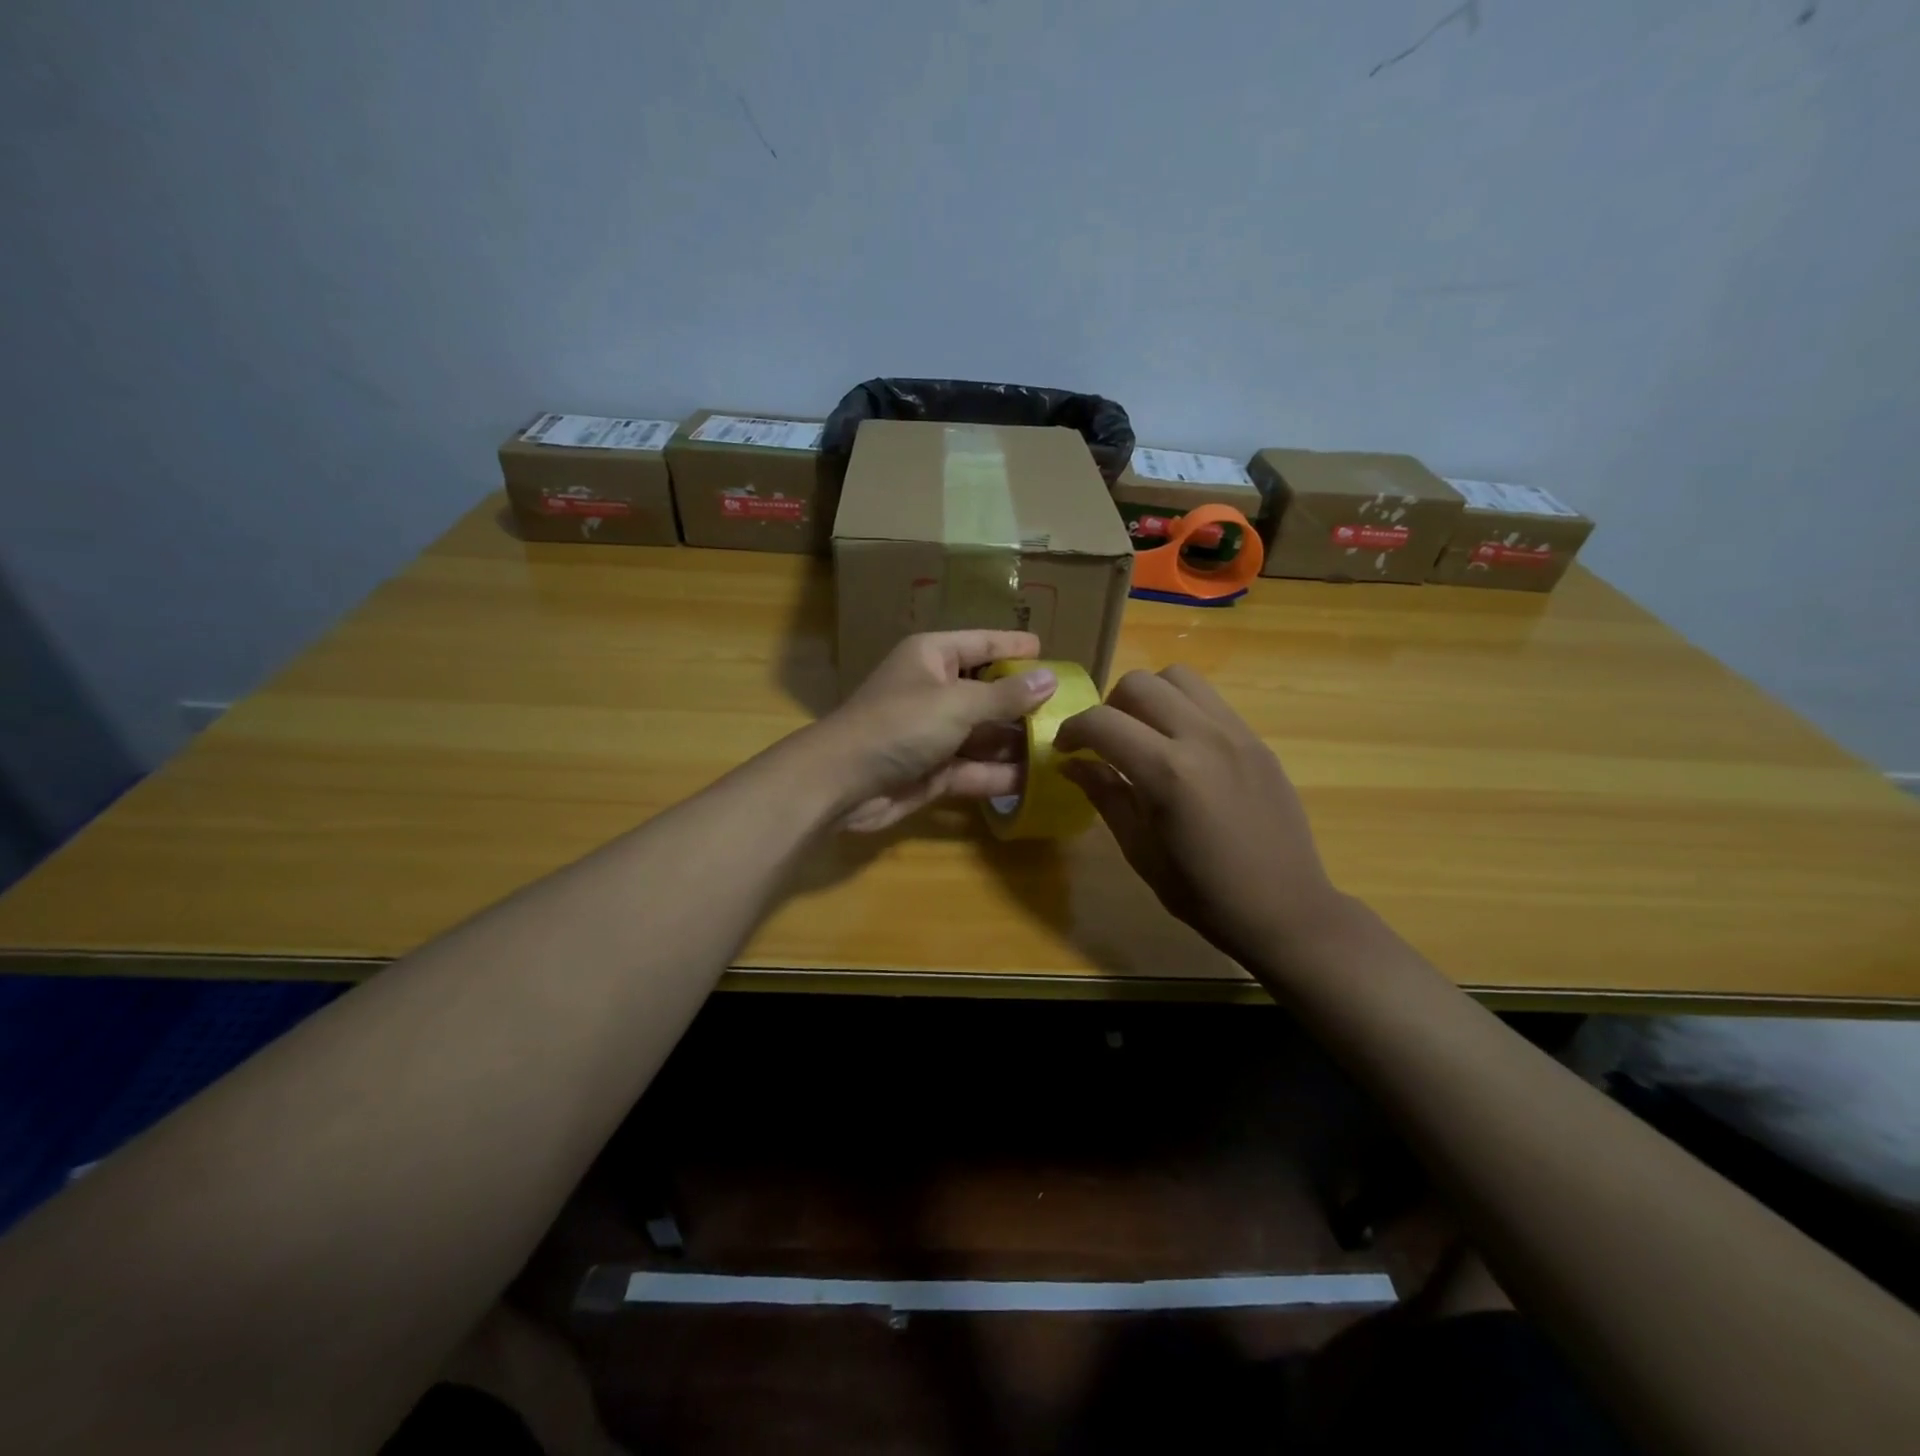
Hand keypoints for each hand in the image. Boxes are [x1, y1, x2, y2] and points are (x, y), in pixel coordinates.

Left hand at [819, 631, 1058, 832]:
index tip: (1051, 652)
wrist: (842, 783)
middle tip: (1072, 710)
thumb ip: (1006, 695)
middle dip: (1026, 703)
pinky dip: (1001, 775)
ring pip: (985, 734)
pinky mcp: (935, 771)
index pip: (983, 644)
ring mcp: (935, 734)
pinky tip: (1039, 781)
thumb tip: (1050, 678)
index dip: (1016, 647)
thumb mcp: (957, 703)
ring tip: (1066, 747)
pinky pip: (976, 768)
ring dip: (1018, 743)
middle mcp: (935, 690)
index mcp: (933, 657)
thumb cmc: (900, 725)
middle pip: (989, 692)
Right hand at [1055, 666, 1351, 964]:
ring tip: (1144, 734)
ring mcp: (1236, 733)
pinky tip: (1180, 747)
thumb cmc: (1203, 892)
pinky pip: (1210, 700)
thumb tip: (1071, 764)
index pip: (1102, 722)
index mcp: (1168, 773)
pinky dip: (1182, 708)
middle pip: (1139, 684)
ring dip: (1149, 697)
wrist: (1285, 909)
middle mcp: (1203, 737)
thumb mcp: (1140, 850)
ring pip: (1178, 678)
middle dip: (1108, 707)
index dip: (1072, 730)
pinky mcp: (1257, 739)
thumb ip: (1105, 795)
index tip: (1064, 749)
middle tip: (1105, 742)